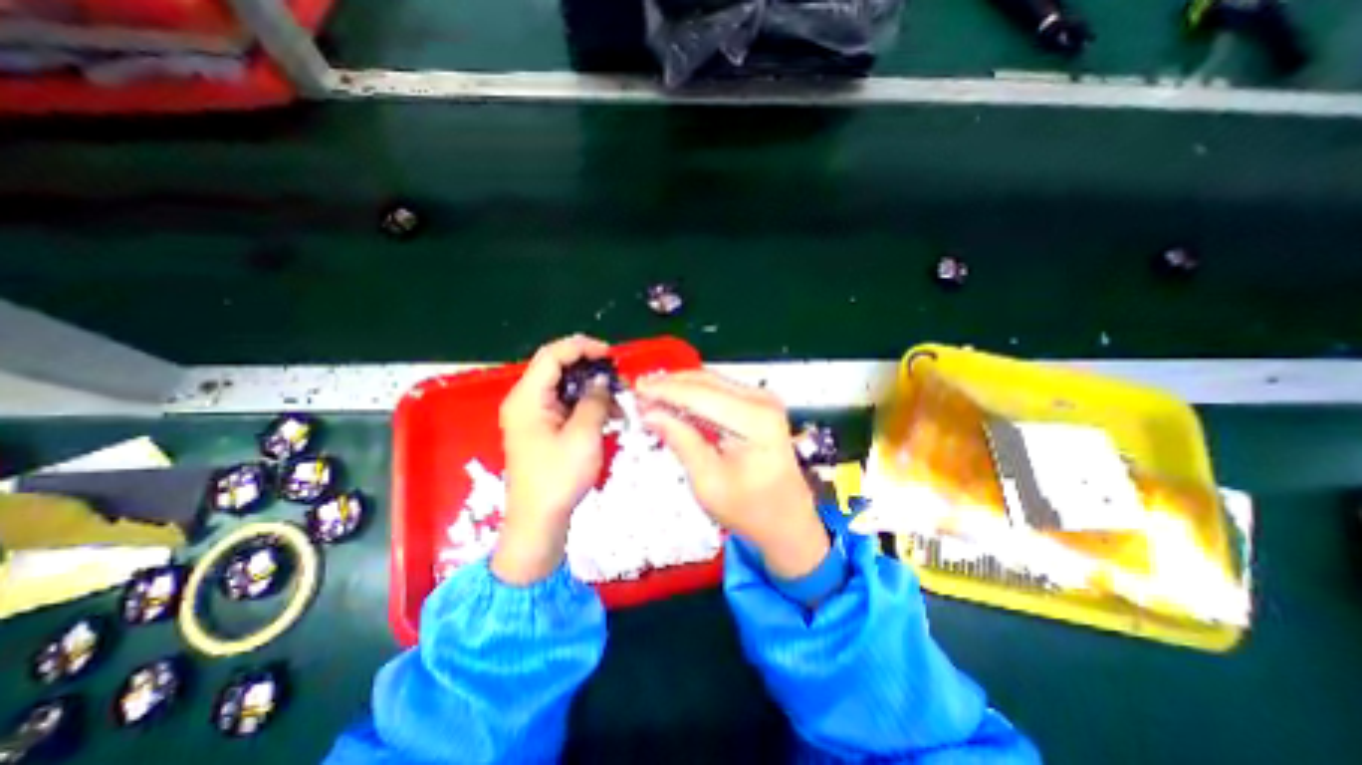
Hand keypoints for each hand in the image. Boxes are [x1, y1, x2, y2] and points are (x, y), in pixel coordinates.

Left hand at [492, 333, 614, 584]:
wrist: (538, 521)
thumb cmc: (558, 478)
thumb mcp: (583, 435)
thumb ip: (594, 400)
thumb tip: (602, 380)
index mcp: (527, 398)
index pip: (552, 355)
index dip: (582, 347)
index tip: (610, 355)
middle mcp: (525, 400)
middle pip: (556, 367)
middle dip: (588, 366)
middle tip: (617, 375)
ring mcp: (532, 415)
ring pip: (563, 385)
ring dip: (590, 385)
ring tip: (617, 395)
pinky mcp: (541, 428)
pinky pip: (564, 403)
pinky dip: (585, 402)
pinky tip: (606, 412)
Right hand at [640, 371, 829, 579]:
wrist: (787, 520)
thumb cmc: (750, 510)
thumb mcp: (708, 481)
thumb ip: (680, 440)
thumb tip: (649, 412)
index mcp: (755, 420)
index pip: (700, 394)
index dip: (664, 390)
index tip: (635, 389)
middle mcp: (762, 400)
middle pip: (706, 381)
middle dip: (669, 384)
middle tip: (638, 391)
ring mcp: (763, 399)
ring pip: (711, 381)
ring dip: (680, 387)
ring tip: (651, 395)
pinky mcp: (759, 404)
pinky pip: (719, 390)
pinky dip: (694, 394)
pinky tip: (675, 401)